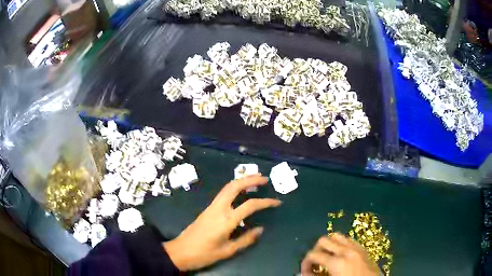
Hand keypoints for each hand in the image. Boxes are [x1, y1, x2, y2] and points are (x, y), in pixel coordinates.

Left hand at [164, 174, 280, 270]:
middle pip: (234, 186)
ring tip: (255, 179)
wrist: (180, 251)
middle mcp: (218, 208)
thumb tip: (260, 229)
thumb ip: (245, 239)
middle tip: (264, 178)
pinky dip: (234, 187)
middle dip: (250, 179)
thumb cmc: (204, 254)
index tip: (277, 202)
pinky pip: (223, 193)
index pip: (250, 205)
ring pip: (227, 187)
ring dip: (241, 181)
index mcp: (226, 220)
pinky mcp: (208, 208)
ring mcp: (211, 207)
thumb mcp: (228, 251)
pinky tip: (241, 191)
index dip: (265, 202)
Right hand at [301, 233, 379, 275]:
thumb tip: (304, 273)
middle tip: (315, 263)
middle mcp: (347, 250)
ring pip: (337, 236)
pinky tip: (340, 257)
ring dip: (329, 245)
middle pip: (324, 240)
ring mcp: (357, 247)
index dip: (305, 262)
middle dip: (315, 250)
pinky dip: (340, 245)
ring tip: (327, 257)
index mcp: (338, 262)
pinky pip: (349, 240)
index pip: (313, 254)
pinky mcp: (363, 249)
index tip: (305, 271)